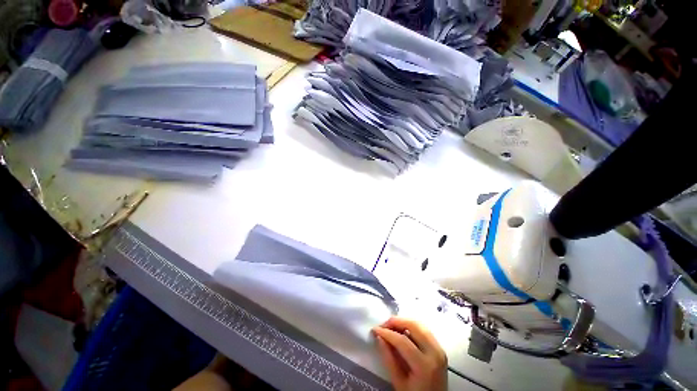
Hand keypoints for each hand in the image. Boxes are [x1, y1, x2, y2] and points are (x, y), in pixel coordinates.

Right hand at [372, 317, 447, 390]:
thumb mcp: (399, 383)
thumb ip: (389, 359)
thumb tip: (379, 337)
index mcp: (424, 366)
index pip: (403, 341)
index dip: (387, 333)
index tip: (375, 329)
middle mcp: (435, 353)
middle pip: (414, 326)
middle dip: (396, 321)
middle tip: (383, 325)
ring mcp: (440, 349)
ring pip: (420, 324)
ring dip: (404, 321)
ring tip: (391, 327)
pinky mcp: (440, 348)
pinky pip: (424, 329)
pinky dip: (412, 326)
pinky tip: (402, 330)